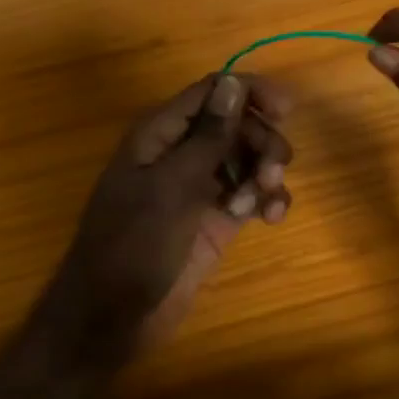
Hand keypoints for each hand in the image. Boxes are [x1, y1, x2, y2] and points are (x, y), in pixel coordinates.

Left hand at [39, 72, 292, 375]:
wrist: (113, 317)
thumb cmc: (133, 244)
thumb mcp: (173, 186)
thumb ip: (208, 135)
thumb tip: (232, 82)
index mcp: (161, 133)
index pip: (212, 92)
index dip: (250, 92)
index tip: (285, 109)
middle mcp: (181, 152)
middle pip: (236, 124)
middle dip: (262, 141)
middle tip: (273, 172)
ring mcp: (199, 187)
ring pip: (248, 159)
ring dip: (266, 173)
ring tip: (264, 203)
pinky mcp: (215, 218)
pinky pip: (249, 194)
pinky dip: (264, 200)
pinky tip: (270, 219)